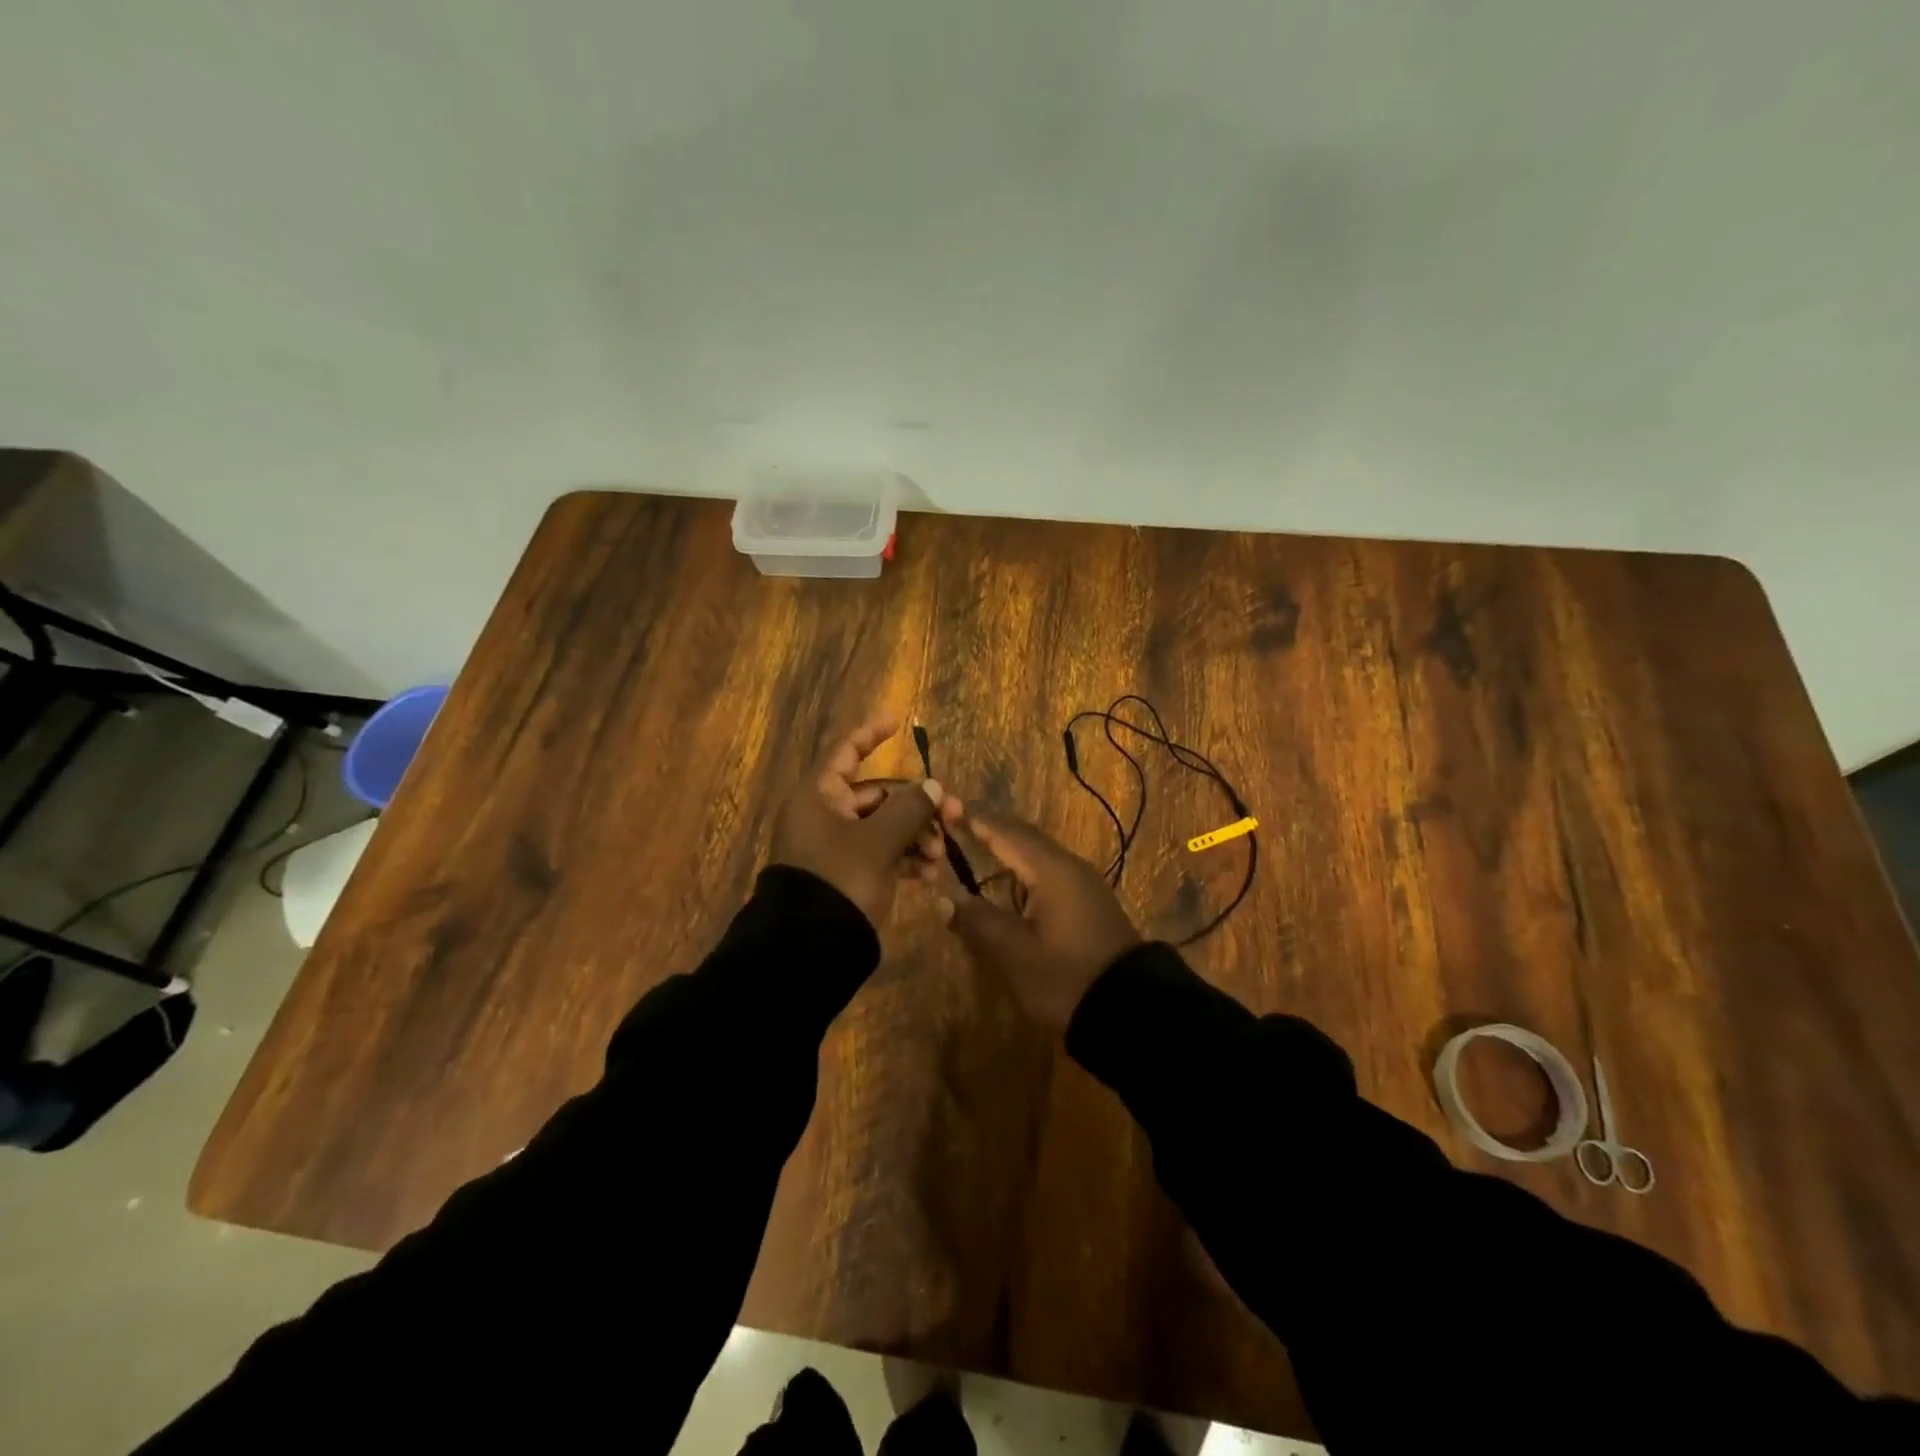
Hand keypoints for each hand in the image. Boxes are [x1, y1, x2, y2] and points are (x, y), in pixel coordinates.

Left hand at [769, 715, 944, 927]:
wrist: (810, 946)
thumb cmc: (840, 879)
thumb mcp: (879, 842)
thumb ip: (909, 809)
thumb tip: (932, 787)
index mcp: (820, 796)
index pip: (846, 752)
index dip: (870, 734)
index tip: (896, 720)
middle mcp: (825, 815)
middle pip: (878, 794)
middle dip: (917, 805)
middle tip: (953, 814)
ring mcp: (836, 846)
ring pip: (884, 826)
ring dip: (915, 835)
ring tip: (939, 855)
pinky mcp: (847, 874)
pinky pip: (880, 853)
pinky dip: (904, 858)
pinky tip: (928, 874)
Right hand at [936, 803, 1141, 1030]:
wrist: (1131, 1013)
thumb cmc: (1066, 978)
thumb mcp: (1014, 953)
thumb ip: (978, 921)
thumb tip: (947, 900)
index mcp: (1052, 870)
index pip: (1006, 832)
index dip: (975, 819)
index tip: (945, 806)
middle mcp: (1070, 868)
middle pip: (1024, 837)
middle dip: (991, 827)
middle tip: (957, 821)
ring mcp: (1084, 886)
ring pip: (1038, 855)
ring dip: (1008, 847)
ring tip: (977, 843)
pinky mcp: (1089, 905)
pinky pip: (1049, 873)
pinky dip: (1023, 868)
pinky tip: (1010, 881)